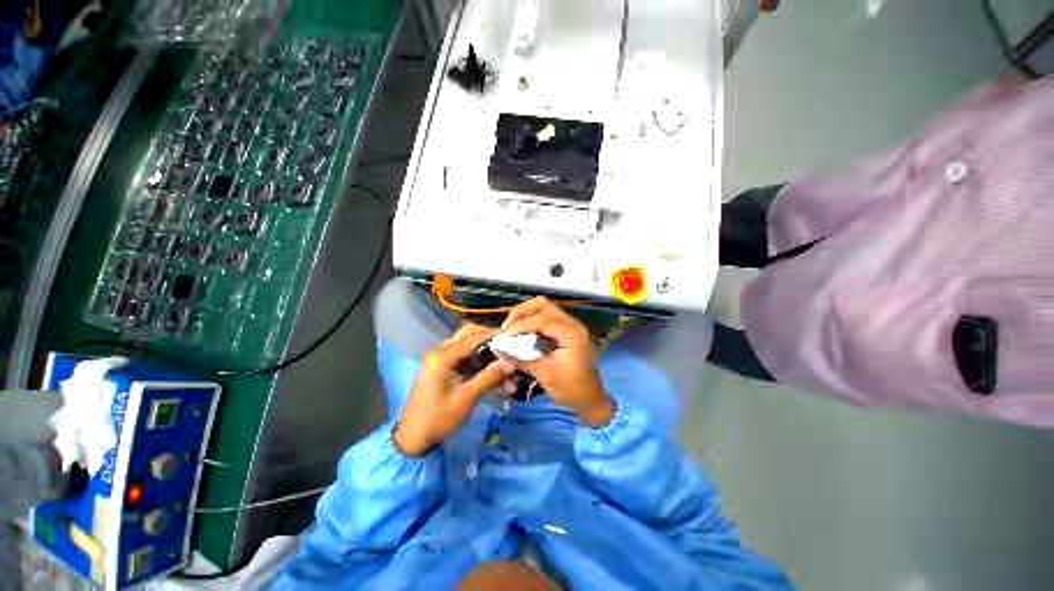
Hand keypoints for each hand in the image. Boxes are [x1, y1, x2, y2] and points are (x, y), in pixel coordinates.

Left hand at [395, 324, 513, 455]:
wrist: (414, 438)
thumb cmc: (440, 418)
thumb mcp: (468, 397)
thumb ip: (490, 376)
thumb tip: (511, 362)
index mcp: (443, 356)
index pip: (473, 337)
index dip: (493, 336)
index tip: (512, 337)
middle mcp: (439, 352)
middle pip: (468, 334)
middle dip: (488, 338)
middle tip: (506, 346)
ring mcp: (438, 359)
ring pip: (465, 343)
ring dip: (483, 348)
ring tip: (500, 358)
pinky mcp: (440, 367)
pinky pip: (461, 355)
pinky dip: (476, 358)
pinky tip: (489, 367)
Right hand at [501, 297, 614, 426]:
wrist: (591, 400)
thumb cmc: (571, 389)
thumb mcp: (545, 375)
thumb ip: (522, 359)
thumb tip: (499, 350)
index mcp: (571, 333)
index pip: (541, 319)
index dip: (519, 325)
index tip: (503, 336)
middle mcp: (572, 324)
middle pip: (542, 305)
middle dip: (521, 313)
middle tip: (507, 328)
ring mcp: (570, 325)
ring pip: (544, 308)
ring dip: (525, 315)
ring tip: (512, 329)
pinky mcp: (566, 330)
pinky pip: (546, 317)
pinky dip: (532, 321)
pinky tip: (522, 333)